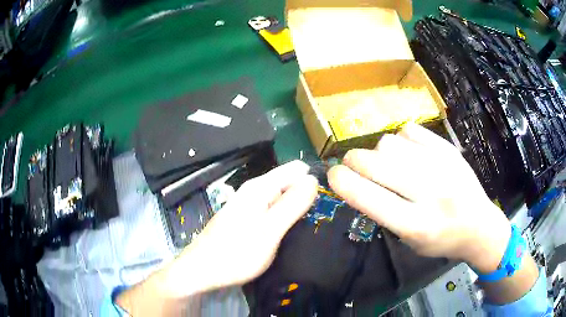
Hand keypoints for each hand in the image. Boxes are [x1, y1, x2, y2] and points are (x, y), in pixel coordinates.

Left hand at [164, 160, 318, 296]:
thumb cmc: (236, 253)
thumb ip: (293, 204)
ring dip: (297, 208)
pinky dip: (284, 218)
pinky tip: (290, 232)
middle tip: (321, 218)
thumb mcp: (270, 230)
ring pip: (281, 198)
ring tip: (311, 226)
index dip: (314, 180)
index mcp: (260, 187)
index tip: (329, 200)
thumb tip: (313, 179)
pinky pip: (272, 211)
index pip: (296, 169)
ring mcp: (249, 206)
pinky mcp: (247, 219)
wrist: (203, 271)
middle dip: (306, 196)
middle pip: (289, 183)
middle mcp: (254, 191)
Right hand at [328, 123, 510, 272]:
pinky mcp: (448, 148)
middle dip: (354, 161)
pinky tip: (409, 153)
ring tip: (388, 163)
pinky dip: (401, 140)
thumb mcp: (409, 240)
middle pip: (376, 162)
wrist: (479, 225)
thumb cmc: (441, 240)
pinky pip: (409, 130)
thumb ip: (382, 212)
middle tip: (354, 166)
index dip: (343, 183)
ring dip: (379, 152)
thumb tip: (355, 180)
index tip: (332, 175)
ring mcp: (442, 165)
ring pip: (390, 142)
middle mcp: (430, 193)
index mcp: (416, 224)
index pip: (369, 198)